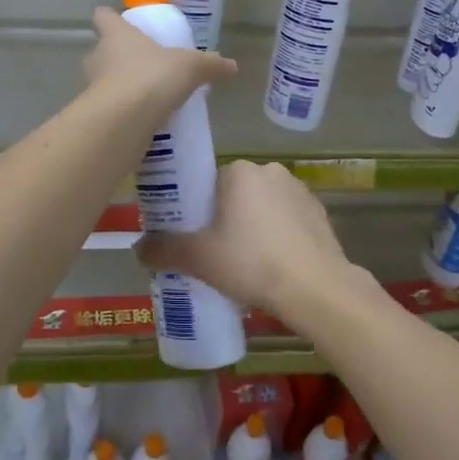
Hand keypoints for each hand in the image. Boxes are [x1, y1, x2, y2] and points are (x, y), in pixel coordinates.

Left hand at [83, 7, 235, 119]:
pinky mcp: (96, 114)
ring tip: (146, 96)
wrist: (123, 121)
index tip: (120, 23)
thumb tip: (232, 65)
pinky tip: (144, 121)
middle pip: (101, 50)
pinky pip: (110, 109)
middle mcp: (99, 56)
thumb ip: (210, 65)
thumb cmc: (152, 77)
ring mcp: (92, 87)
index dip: (111, 18)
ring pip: (103, 80)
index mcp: (117, 35)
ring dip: (120, 86)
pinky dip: (123, 113)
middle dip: (117, 57)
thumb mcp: (191, 67)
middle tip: (142, 65)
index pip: (104, 16)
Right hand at [134, 161, 378, 327]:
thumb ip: (164, 250)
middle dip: (224, 219)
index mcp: (239, 171)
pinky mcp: (320, 213)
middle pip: (235, 194)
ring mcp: (299, 191)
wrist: (315, 288)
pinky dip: (278, 237)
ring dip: (253, 227)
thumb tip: (138, 249)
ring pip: (263, 207)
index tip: (192, 236)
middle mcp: (270, 171)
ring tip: (244, 264)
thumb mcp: (199, 259)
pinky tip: (273, 265)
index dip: (196, 209)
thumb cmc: (251, 263)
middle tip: (214, 253)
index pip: (207, 182)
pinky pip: (288, 221)